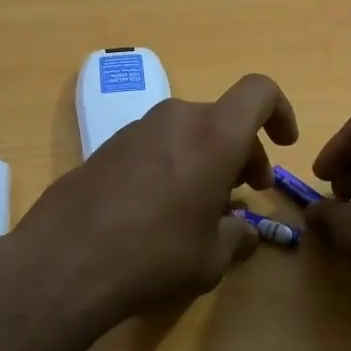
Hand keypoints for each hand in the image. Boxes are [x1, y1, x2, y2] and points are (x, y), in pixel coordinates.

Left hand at [1, 74, 299, 328]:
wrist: (66, 258)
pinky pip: (156, 144)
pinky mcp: (108, 145)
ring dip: (206, 158)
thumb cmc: (156, 255)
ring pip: (188, 130)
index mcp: (214, 134)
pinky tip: (160, 208)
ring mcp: (137, 128)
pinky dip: (173, 163)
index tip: (284, 144)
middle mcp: (176, 118)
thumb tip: (244, 232)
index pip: (259, 92)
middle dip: (243, 150)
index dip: (280, 111)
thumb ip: (237, 237)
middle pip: (223, 118)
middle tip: (247, 190)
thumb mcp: (211, 257)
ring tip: (202, 205)